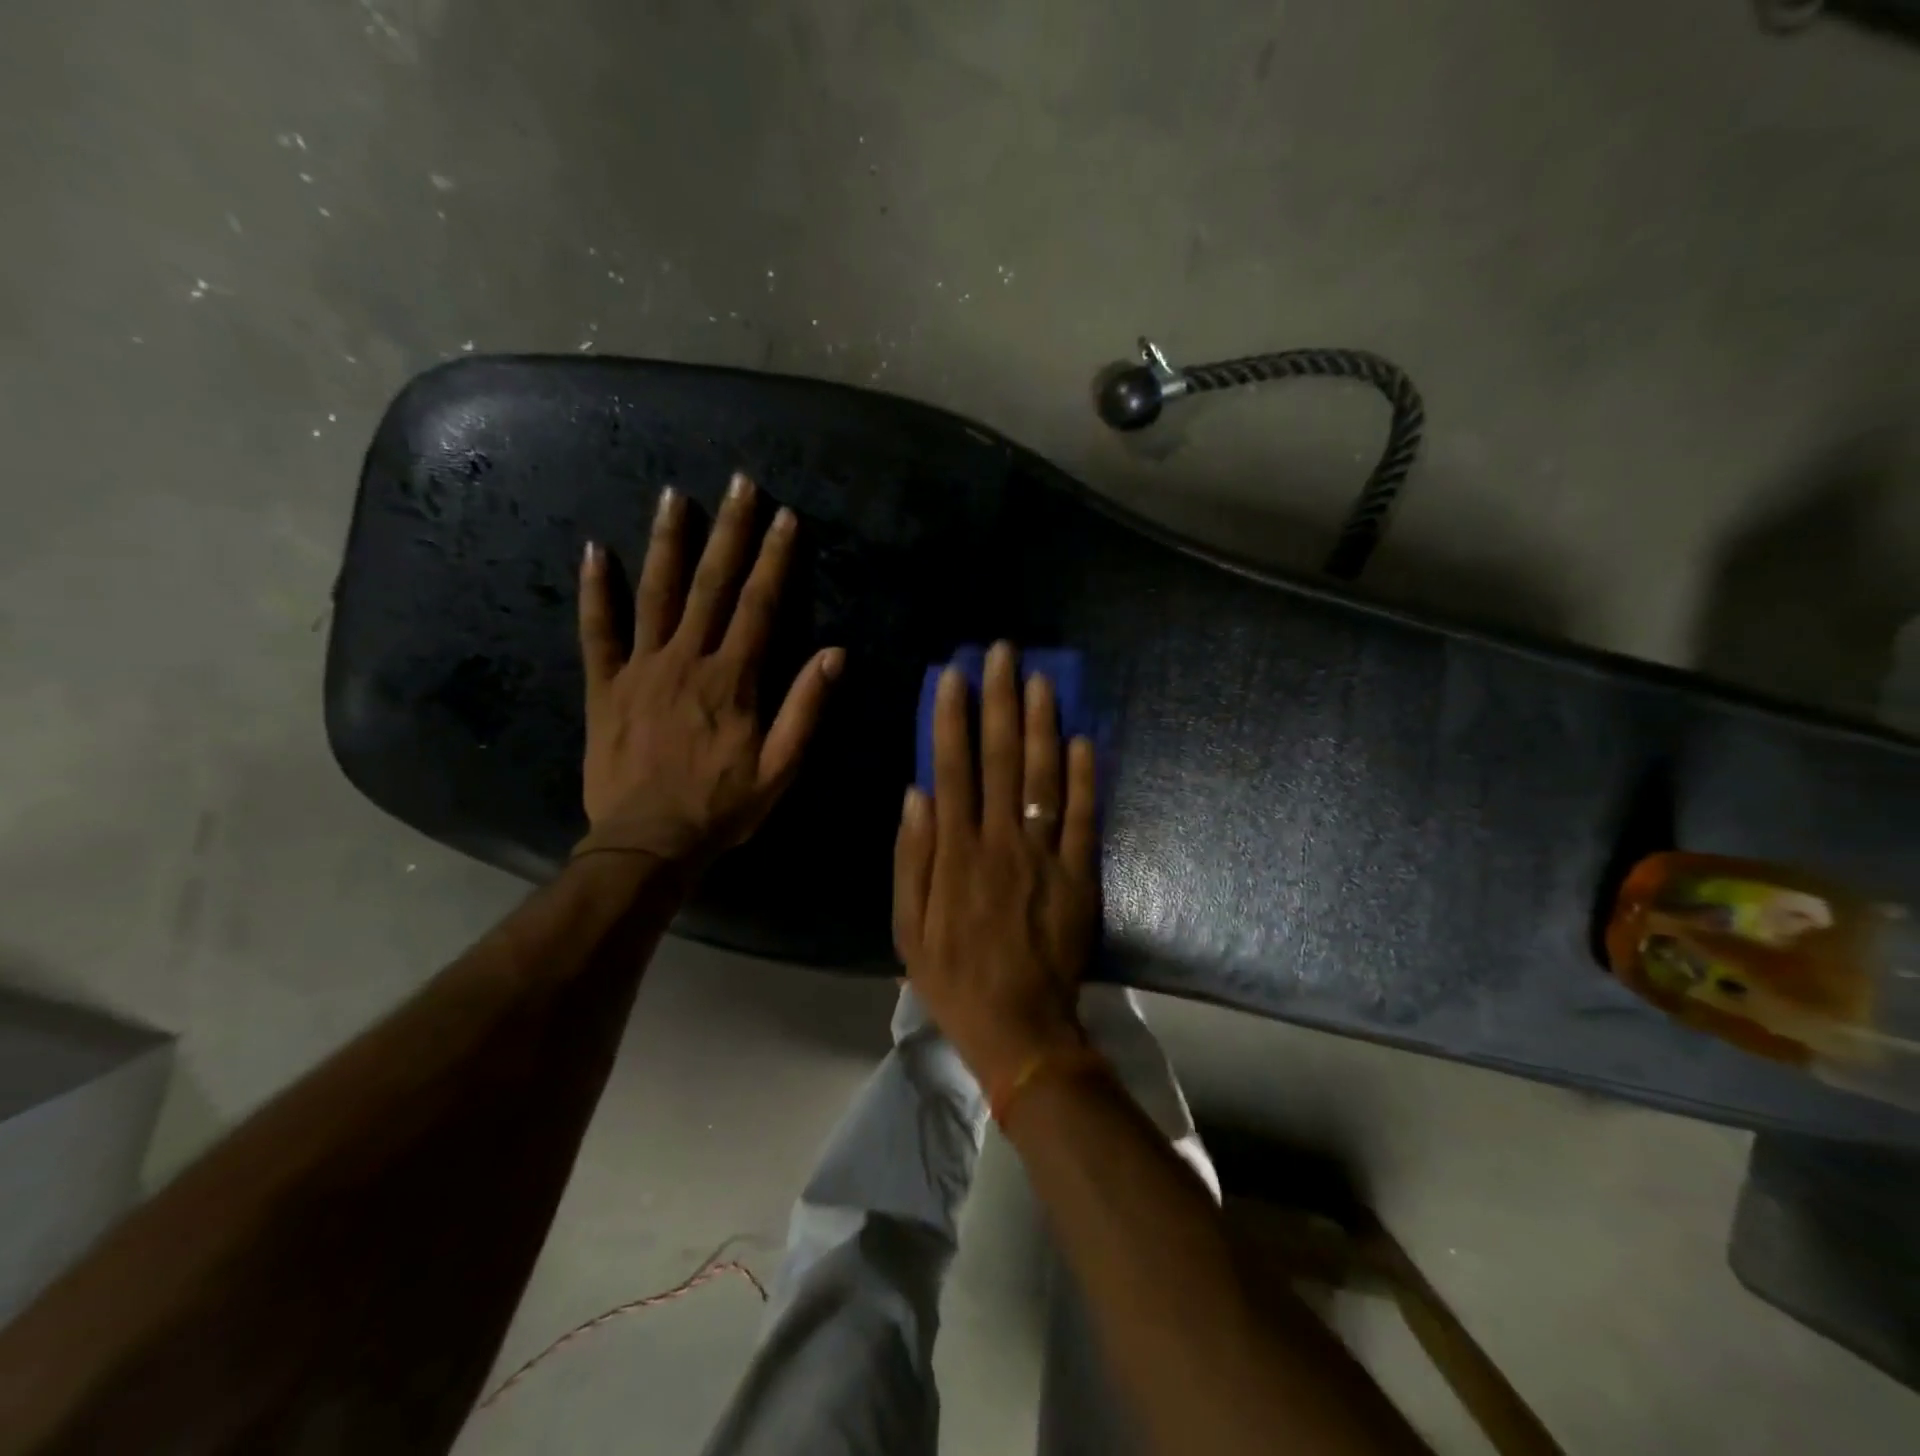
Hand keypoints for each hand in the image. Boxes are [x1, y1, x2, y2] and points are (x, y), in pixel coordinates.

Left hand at [577, 472, 843, 863]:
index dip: (776, 560)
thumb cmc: (721, 807)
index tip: (786, 518)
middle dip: (730, 531)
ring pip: (655, 594)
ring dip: (668, 542)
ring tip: (675, 496)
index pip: (760, 606)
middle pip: (711, 585)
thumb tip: (835, 654)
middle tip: (740, 483)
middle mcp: (686, 660)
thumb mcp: (780, 767)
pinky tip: (594, 551)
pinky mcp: (605, 686)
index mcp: (732, 679)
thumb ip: (805, 708)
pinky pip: (598, 631)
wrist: (648, 841)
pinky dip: (596, 591)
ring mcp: (641, 669)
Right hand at [893, 641, 1099, 1089]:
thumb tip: (915, 794)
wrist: (1020, 1027)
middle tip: (1002, 653)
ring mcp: (1044, 855)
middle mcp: (1000, 842)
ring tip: (1040, 679)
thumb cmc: (954, 979)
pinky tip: (1083, 738)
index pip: (952, 769)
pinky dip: (1085, 776)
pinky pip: (1084, 817)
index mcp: (955, 853)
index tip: (952, 675)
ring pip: (1043, 777)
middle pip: (999, 758)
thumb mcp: (906, 928)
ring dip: (1041, 724)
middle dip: (999, 701)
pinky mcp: (1079, 874)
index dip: (951, 718)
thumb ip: (910, 859)